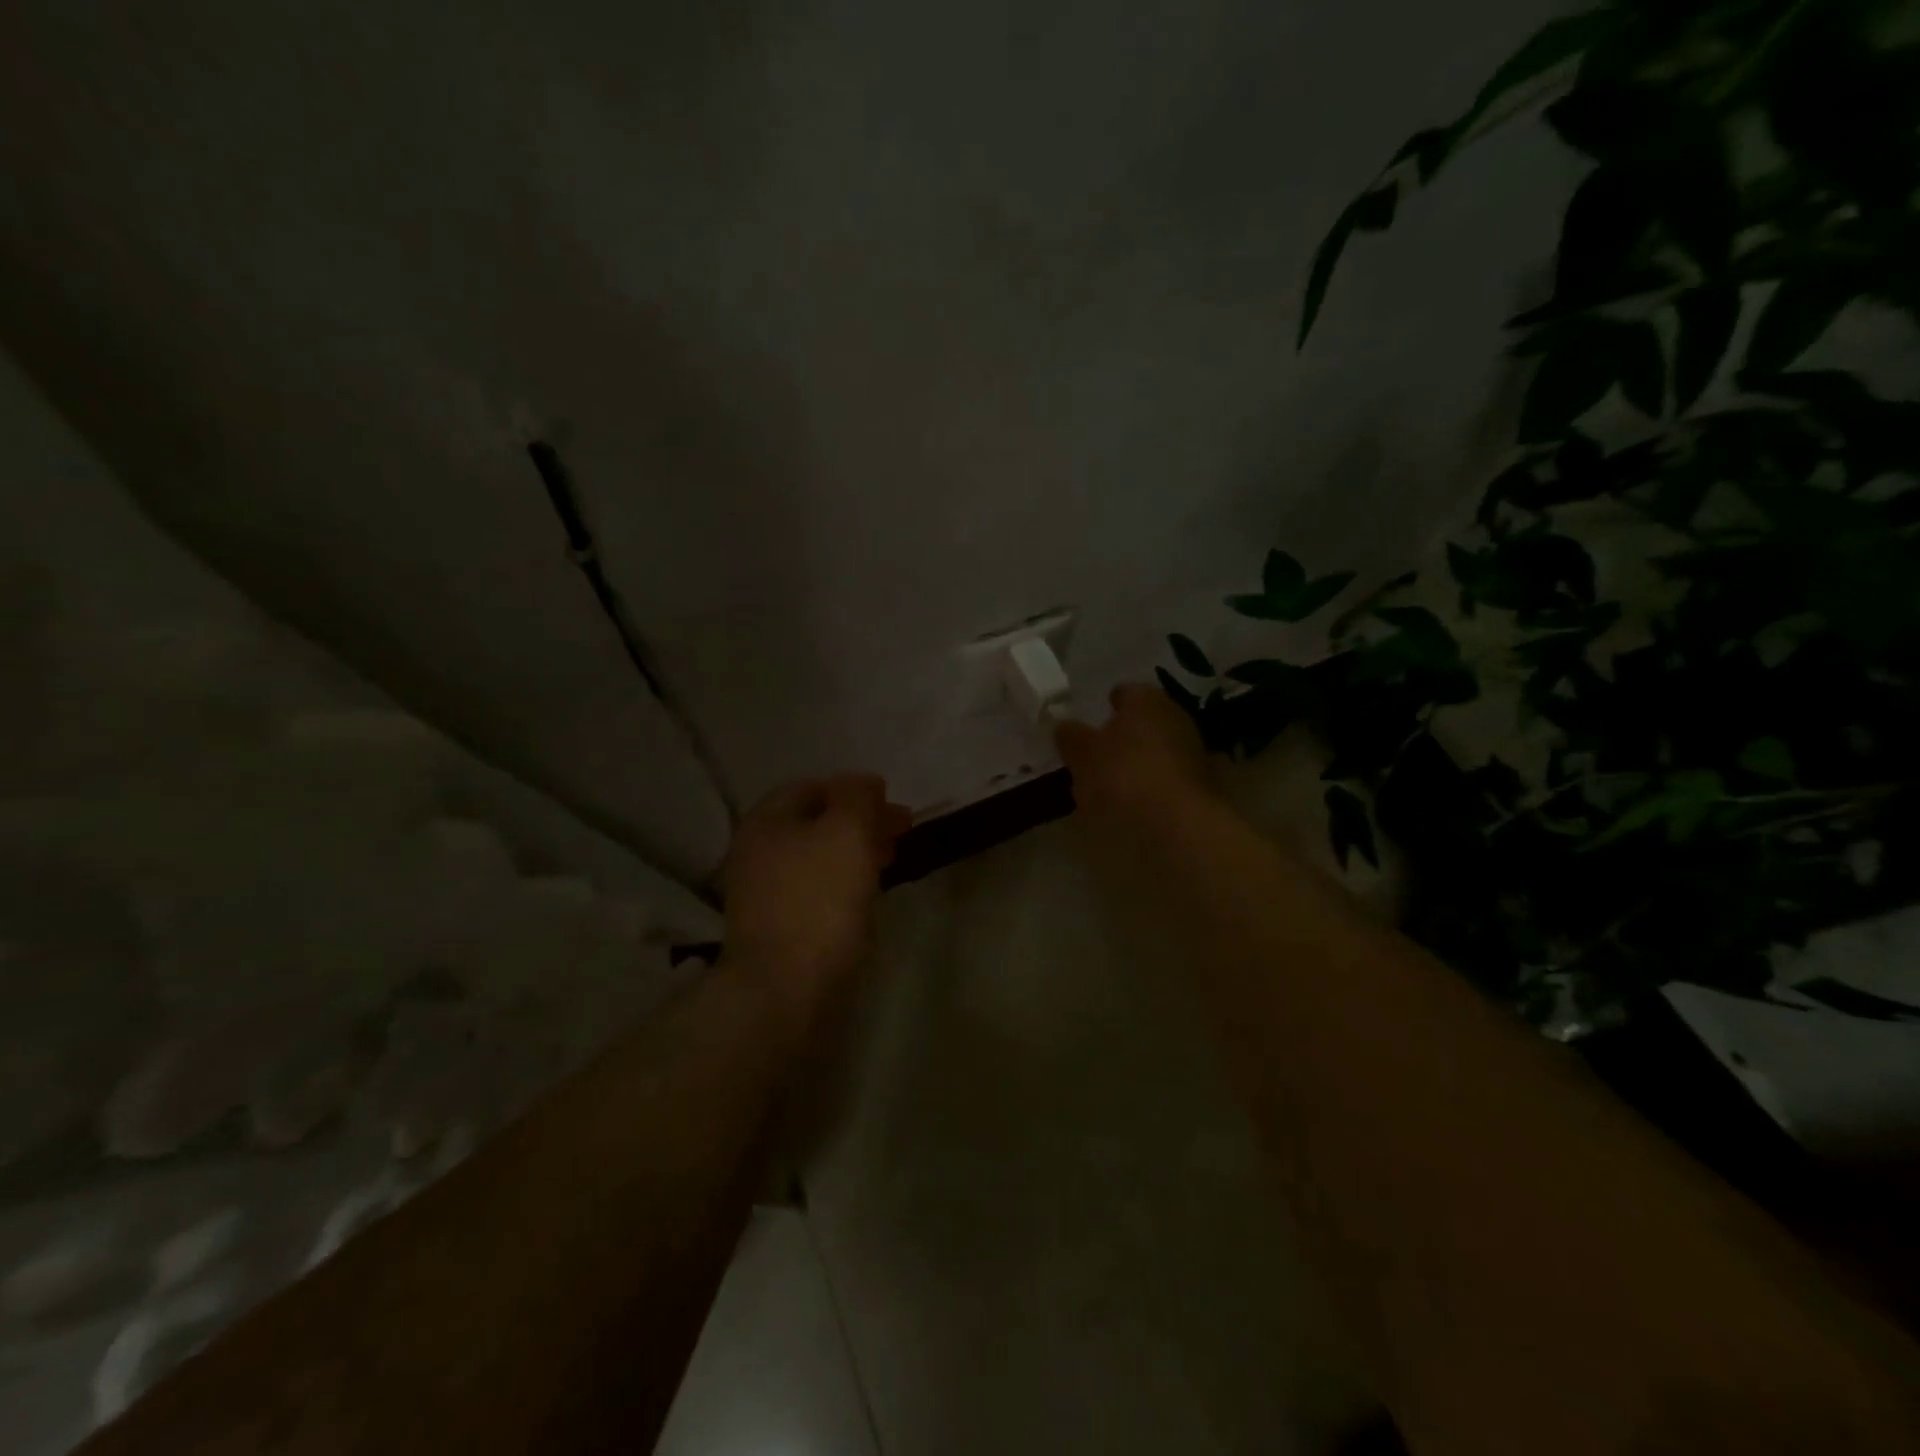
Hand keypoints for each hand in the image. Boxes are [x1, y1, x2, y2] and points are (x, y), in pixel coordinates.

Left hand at [722, 773, 912, 1024]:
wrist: (785, 990)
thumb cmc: (819, 900)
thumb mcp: (848, 831)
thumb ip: (858, 797)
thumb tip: (865, 783)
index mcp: (766, 821)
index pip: (813, 787)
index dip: (854, 789)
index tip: (891, 804)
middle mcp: (757, 852)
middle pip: (815, 823)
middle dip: (860, 822)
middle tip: (900, 832)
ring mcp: (763, 894)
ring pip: (817, 859)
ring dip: (854, 853)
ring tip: (890, 863)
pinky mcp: (778, 929)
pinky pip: (815, 891)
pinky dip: (843, 884)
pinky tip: (866, 897)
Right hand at [1055, 684, 1214, 823]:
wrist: (1177, 824)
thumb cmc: (1123, 775)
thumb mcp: (1082, 754)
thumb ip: (1071, 736)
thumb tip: (1065, 727)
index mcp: (1146, 700)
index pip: (1125, 692)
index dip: (1108, 705)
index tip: (1095, 720)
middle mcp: (1175, 716)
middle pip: (1144, 721)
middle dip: (1125, 734)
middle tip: (1099, 752)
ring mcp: (1193, 751)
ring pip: (1158, 749)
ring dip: (1140, 760)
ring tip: (1113, 782)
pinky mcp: (1202, 784)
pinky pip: (1167, 776)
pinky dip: (1152, 783)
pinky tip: (1135, 801)